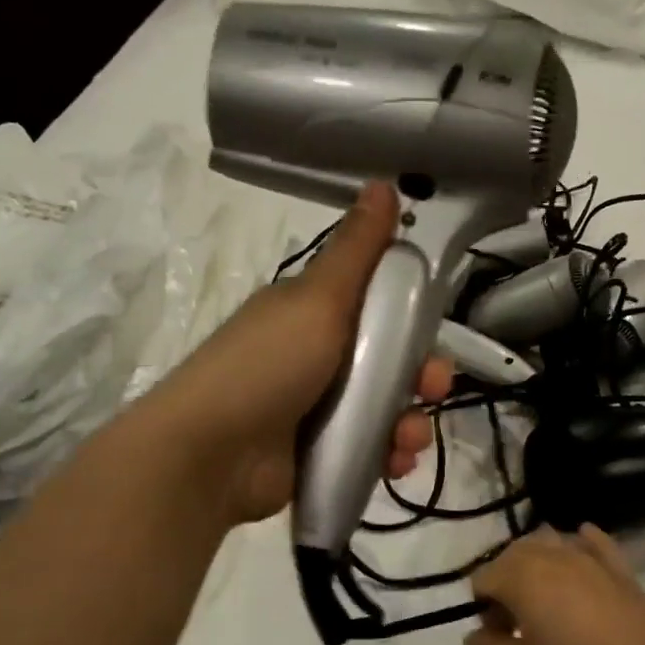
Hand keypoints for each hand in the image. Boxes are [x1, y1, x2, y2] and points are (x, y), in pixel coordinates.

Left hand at [156, 182, 452, 526]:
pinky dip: (389, 453)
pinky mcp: (319, 452)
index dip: (411, 314)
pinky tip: (396, 462)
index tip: (432, 329)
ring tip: (407, 439)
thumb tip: (382, 182)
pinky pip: (370, 447)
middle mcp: (316, 356)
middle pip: (390, 359)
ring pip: (386, 407)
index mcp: (312, 313)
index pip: (376, 303)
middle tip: (432, 389)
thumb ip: (357, 249)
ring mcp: (316, 408)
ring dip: (409, 422)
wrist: (211, 456)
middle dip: (421, 375)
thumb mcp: (317, 299)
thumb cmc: (267, 366)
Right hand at [467, 525, 644, 644]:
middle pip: (512, 555)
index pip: (483, 578)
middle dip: (506, 583)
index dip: (483, 607)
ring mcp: (587, 556)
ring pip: (547, 541)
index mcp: (522, 578)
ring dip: (536, 563)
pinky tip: (579, 558)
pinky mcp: (618, 564)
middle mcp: (551, 555)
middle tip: (519, 624)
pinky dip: (579, 544)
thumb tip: (471, 636)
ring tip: (545, 600)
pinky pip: (591, 541)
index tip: (498, 637)